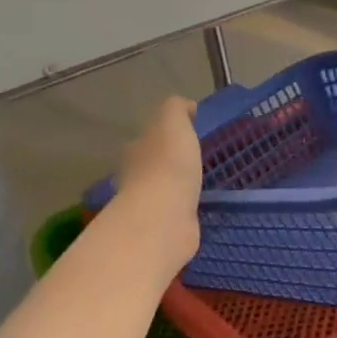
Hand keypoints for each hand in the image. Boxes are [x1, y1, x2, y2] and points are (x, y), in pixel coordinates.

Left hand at [115, 95, 201, 270]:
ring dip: (178, 187)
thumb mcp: (173, 122)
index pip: (148, 137)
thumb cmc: (168, 164)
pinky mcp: (163, 229)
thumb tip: (187, 107)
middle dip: (170, 162)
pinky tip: (199, 207)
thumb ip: (177, 109)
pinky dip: (185, 209)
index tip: (189, 132)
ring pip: (164, 190)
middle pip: (152, 164)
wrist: (164, 218)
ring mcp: (149, 206)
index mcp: (136, 150)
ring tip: (201, 183)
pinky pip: (176, 213)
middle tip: (196, 159)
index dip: (165, 133)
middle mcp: (136, 177)